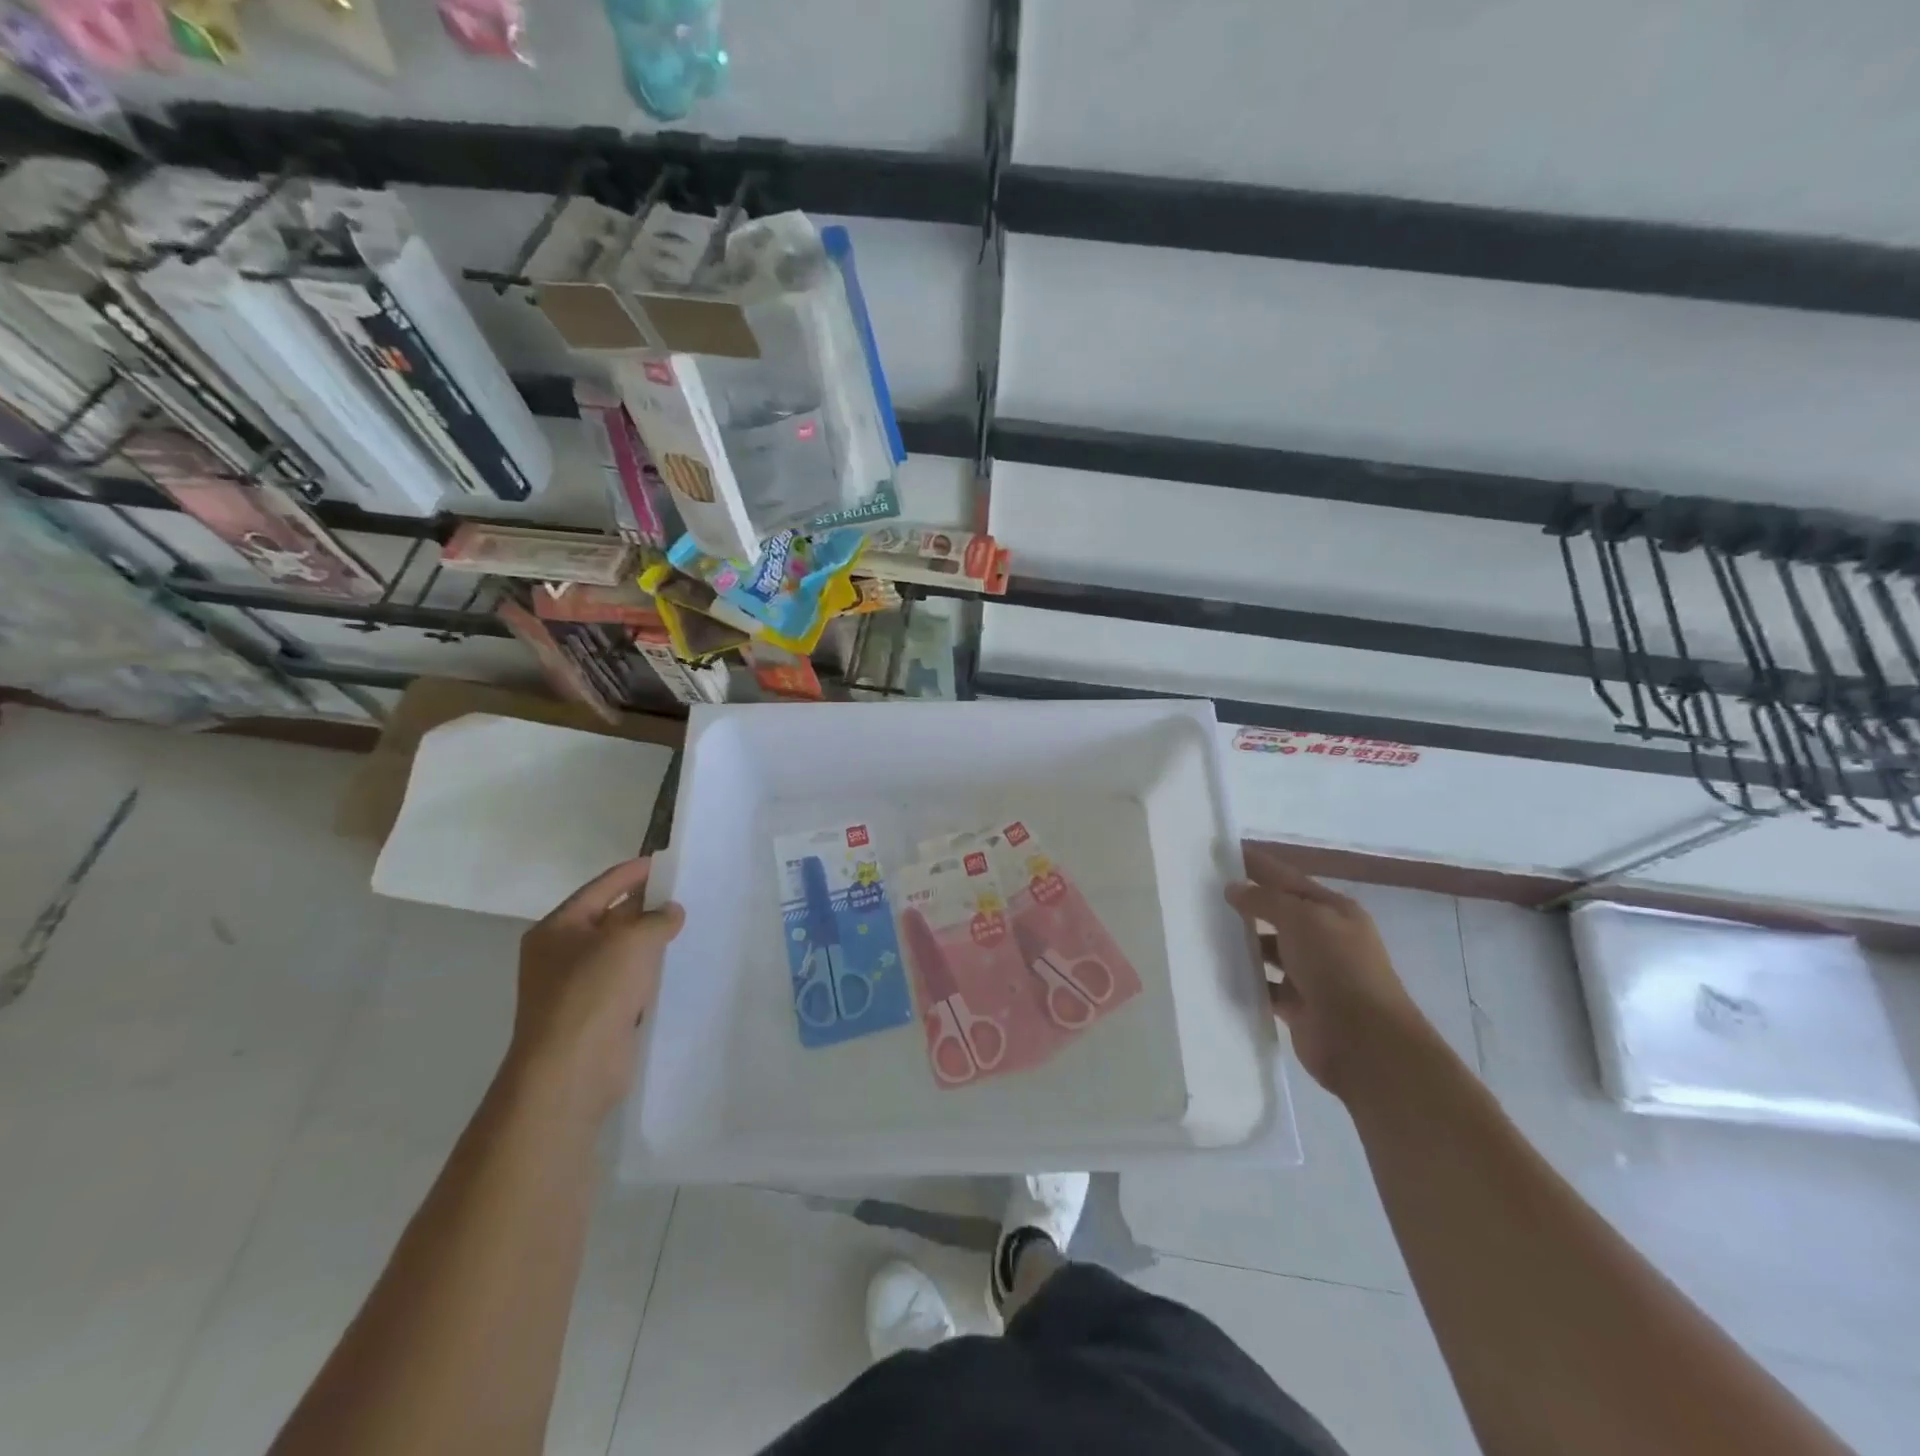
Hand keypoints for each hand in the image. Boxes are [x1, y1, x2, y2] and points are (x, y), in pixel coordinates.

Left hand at [507, 858, 684, 1120]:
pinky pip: (627, 982)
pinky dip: (649, 973)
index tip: (665, 863)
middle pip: (609, 918)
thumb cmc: (594, 991)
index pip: (600, 888)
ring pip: (621, 953)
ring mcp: (576, 987)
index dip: (633, 873)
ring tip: (687, 927)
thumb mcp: (631, 940)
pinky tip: (675, 967)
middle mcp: (561, 954)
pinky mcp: (596, 1015)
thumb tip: (670, 912)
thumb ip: (657, 918)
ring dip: (650, 941)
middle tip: (684, 893)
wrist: (572, 1069)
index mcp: (557, 929)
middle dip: (645, 907)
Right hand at [1225, 844, 1432, 1099]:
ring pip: (1269, 949)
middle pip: (1278, 913)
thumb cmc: (1337, 968)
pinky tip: (1218, 970)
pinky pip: (1265, 984)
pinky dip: (1246, 978)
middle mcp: (1325, 938)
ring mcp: (1312, 973)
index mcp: (1334, 911)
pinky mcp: (1298, 1004)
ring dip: (1243, 942)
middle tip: (1201, 893)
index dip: (1257, 865)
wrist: (1364, 1042)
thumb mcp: (1302, 919)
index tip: (1221, 854)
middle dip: (1246, 903)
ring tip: (1202, 931)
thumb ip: (1265, 900)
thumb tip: (1234, 889)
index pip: (1288, 878)